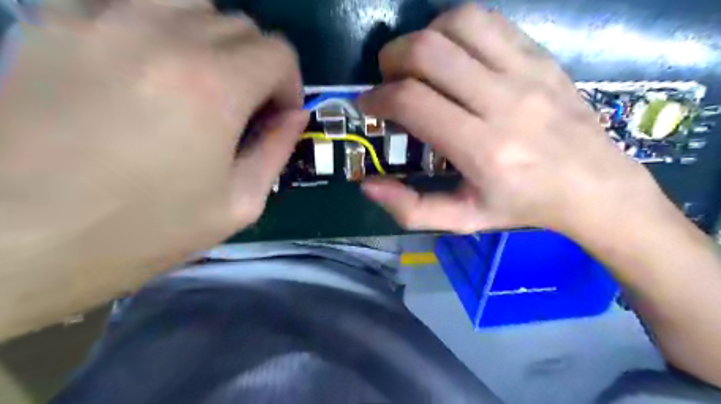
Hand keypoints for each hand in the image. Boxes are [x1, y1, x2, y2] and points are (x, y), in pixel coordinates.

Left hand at [0, 2, 305, 274]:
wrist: (15, 240)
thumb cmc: (145, 231)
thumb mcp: (239, 203)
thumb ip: (277, 150)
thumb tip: (295, 115)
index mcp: (215, 87)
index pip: (278, 52)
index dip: (289, 84)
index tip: (277, 115)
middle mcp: (164, 35)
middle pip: (240, 25)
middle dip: (256, 65)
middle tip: (243, 107)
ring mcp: (102, 19)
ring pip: (189, 2)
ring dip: (212, 39)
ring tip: (202, 81)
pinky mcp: (53, 21)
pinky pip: (129, 1)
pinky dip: (156, 24)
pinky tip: (149, 63)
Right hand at [359, 1, 663, 236]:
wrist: (592, 186)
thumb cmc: (521, 206)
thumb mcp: (462, 220)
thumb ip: (410, 209)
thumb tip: (367, 185)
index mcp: (482, 149)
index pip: (413, 102)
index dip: (378, 98)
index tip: (369, 106)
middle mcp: (504, 103)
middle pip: (428, 52)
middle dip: (392, 60)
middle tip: (388, 81)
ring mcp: (527, 72)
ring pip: (457, 24)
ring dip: (424, 38)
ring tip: (419, 65)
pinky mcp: (541, 56)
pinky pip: (488, 21)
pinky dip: (456, 28)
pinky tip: (452, 54)